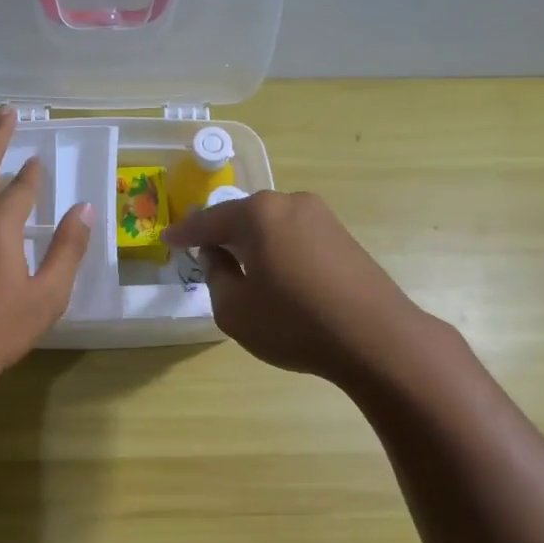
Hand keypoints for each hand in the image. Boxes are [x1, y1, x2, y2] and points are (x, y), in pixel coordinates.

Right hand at [162, 190, 430, 383]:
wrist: (376, 338)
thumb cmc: (294, 323)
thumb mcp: (234, 309)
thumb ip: (215, 276)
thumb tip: (216, 255)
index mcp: (258, 214)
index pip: (209, 221)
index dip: (185, 233)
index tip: (167, 239)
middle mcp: (291, 203)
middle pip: (244, 216)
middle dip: (221, 234)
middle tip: (202, 252)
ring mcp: (323, 217)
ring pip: (272, 226)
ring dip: (252, 243)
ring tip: (239, 267)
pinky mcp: (344, 237)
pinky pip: (295, 237)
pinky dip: (277, 250)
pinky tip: (276, 275)